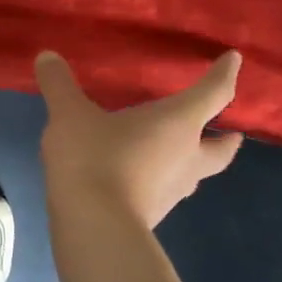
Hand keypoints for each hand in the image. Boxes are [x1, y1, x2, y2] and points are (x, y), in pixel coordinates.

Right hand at [35, 50, 243, 228]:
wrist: (94, 225)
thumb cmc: (94, 157)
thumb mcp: (69, 114)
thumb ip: (59, 84)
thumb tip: (47, 56)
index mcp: (178, 123)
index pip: (213, 93)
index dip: (225, 74)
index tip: (233, 60)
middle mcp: (186, 156)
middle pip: (221, 148)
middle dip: (226, 138)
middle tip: (229, 131)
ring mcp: (173, 190)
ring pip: (196, 173)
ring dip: (194, 162)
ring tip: (178, 153)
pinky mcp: (154, 214)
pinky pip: (166, 191)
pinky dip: (162, 181)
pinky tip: (141, 178)